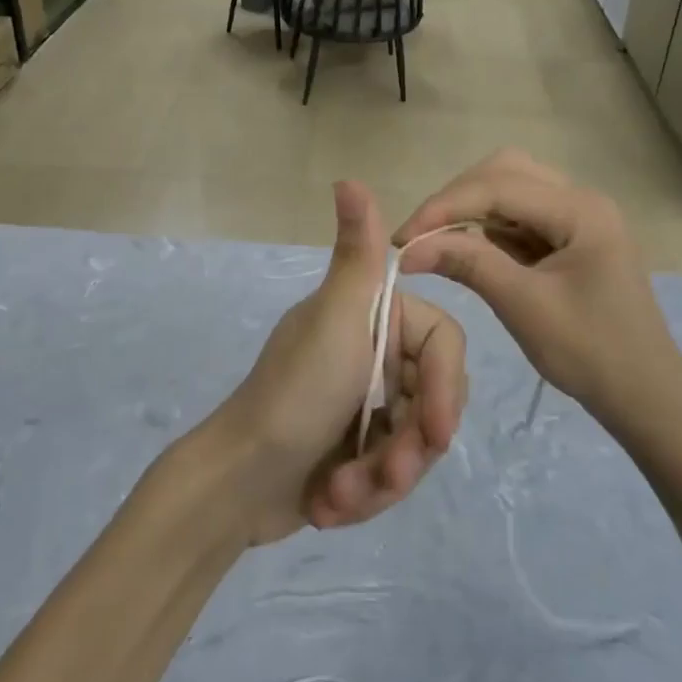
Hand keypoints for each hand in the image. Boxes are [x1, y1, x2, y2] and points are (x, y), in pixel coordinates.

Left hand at [208, 181, 467, 543]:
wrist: (236, 484)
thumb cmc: (293, 396)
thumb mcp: (334, 321)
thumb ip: (356, 254)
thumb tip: (349, 178)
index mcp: (373, 319)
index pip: (443, 345)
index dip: (444, 389)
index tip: (436, 433)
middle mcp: (373, 354)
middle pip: (433, 400)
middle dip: (411, 447)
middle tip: (387, 475)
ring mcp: (365, 403)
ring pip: (416, 444)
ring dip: (384, 479)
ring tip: (342, 496)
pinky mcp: (356, 449)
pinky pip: (391, 473)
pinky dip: (365, 495)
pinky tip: (330, 504)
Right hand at [395, 151, 681, 432]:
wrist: (647, 398)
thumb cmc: (592, 354)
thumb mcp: (524, 306)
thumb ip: (468, 264)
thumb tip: (409, 248)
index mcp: (581, 210)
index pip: (497, 186)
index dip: (443, 207)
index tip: (401, 239)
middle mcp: (582, 200)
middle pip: (505, 172)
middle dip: (456, 199)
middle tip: (420, 236)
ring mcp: (579, 218)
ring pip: (511, 189)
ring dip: (470, 210)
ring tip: (436, 242)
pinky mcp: (571, 238)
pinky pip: (520, 217)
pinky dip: (488, 227)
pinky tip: (467, 249)